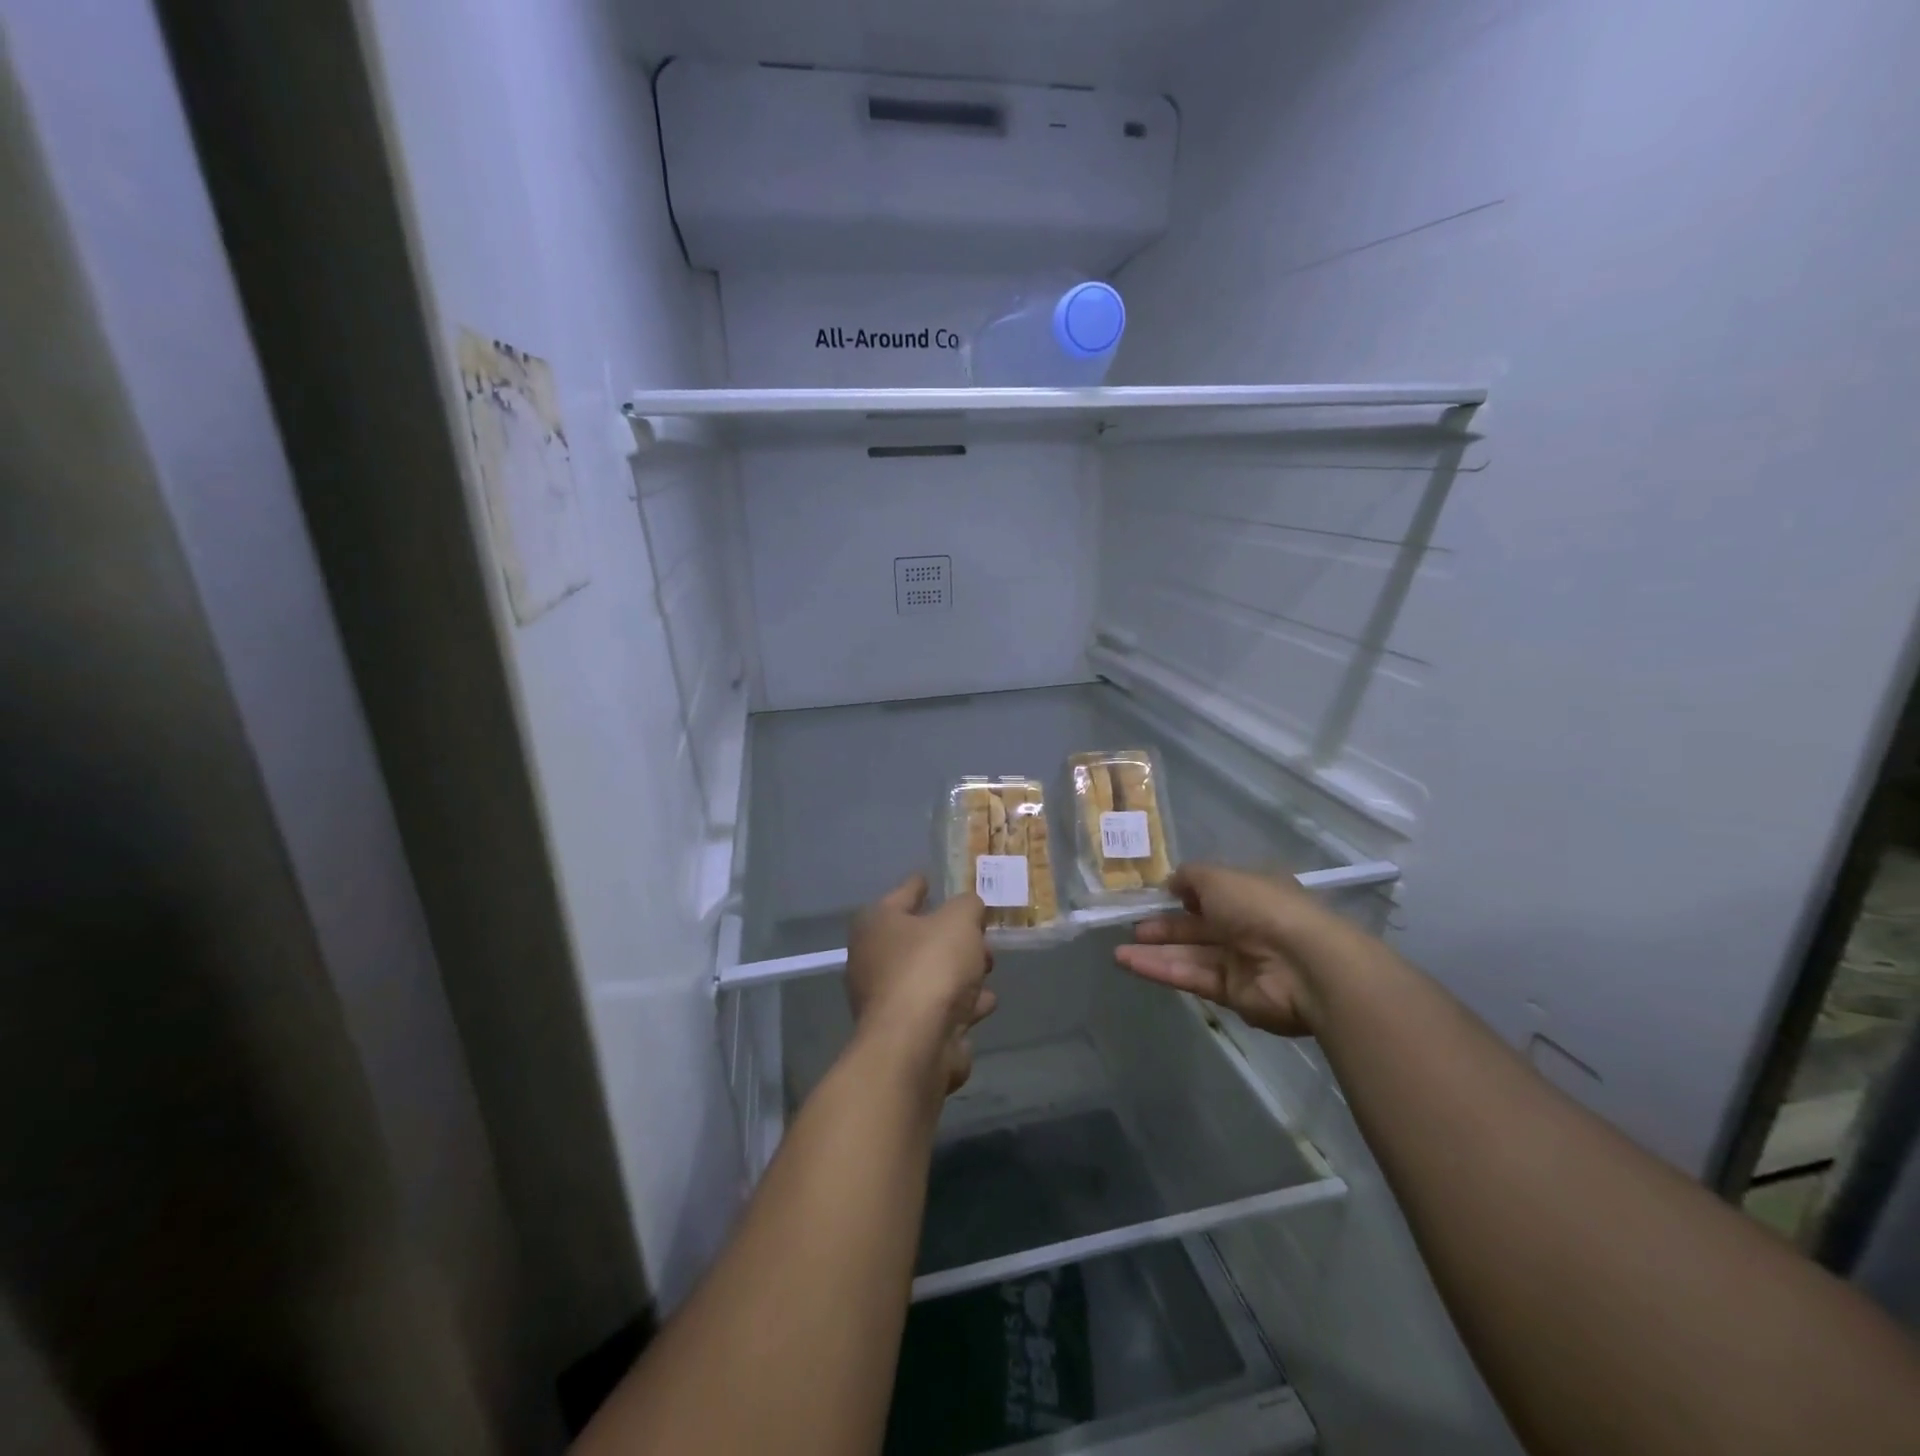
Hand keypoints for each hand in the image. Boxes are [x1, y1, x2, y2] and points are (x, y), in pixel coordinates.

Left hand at [846, 876, 995, 1093]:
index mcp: (877, 924)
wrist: (916, 1044)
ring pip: (930, 975)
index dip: (919, 885)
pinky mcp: (905, 1033)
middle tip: (980, 933)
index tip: (930, 878)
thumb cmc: (931, 967)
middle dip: (952, 936)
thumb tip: (968, 908)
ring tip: (988, 967)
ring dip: (960, 973)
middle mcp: (873, 959)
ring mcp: (887, 999)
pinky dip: (961, 1005)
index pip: (902, 894)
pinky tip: (985, 1003)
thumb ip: (968, 906)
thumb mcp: (959, 920)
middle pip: (918, 939)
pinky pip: (939, 1008)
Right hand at [1115, 863, 1358, 1036]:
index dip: (1182, 895)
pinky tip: (1130, 964)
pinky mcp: (1232, 994)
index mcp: (1249, 893)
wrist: (1303, 964)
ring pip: (1189, 954)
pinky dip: (1161, 970)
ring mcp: (1239, 962)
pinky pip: (1191, 977)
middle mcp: (1245, 926)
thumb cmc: (1262, 907)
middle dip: (1163, 927)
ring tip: (1118, 951)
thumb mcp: (1219, 877)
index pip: (1211, 893)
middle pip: (1196, 927)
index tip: (1154, 897)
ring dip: (1154, 952)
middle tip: (1130, 926)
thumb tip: (1171, 884)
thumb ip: (1190, 878)